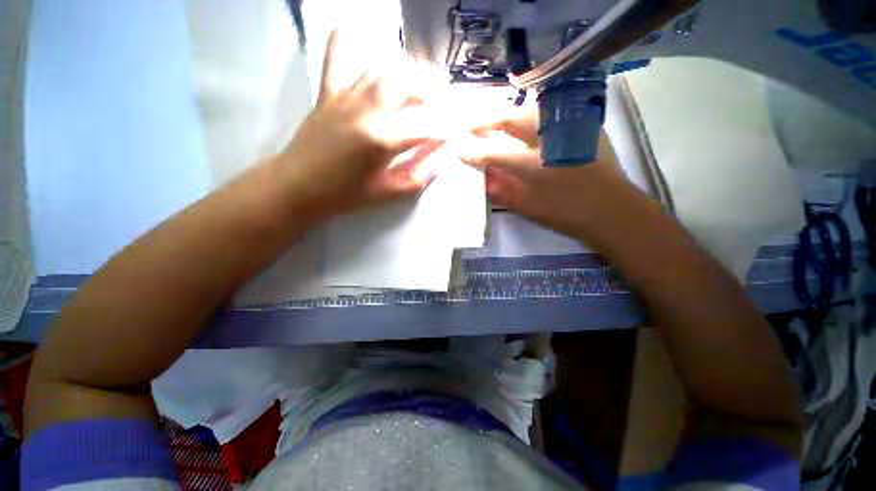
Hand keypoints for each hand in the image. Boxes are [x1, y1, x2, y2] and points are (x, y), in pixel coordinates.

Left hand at [276, 30, 440, 222]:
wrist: (298, 186)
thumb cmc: (346, 195)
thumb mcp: (388, 194)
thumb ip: (419, 178)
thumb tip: (440, 161)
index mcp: (383, 138)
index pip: (428, 124)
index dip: (449, 125)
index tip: (460, 127)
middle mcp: (367, 108)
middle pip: (407, 80)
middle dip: (430, 89)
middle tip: (438, 104)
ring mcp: (346, 96)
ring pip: (383, 67)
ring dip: (405, 74)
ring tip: (414, 90)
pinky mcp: (328, 92)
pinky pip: (337, 56)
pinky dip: (348, 41)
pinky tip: (359, 35)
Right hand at [462, 109, 632, 239]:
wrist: (611, 210)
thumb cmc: (566, 213)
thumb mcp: (527, 207)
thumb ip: (502, 192)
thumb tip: (482, 179)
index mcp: (533, 166)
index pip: (494, 154)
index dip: (474, 153)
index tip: (461, 151)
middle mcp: (549, 140)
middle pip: (511, 119)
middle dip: (486, 120)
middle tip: (472, 124)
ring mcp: (568, 128)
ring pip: (531, 108)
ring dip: (508, 111)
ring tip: (494, 118)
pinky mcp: (584, 123)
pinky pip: (551, 109)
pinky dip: (532, 111)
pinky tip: (524, 117)